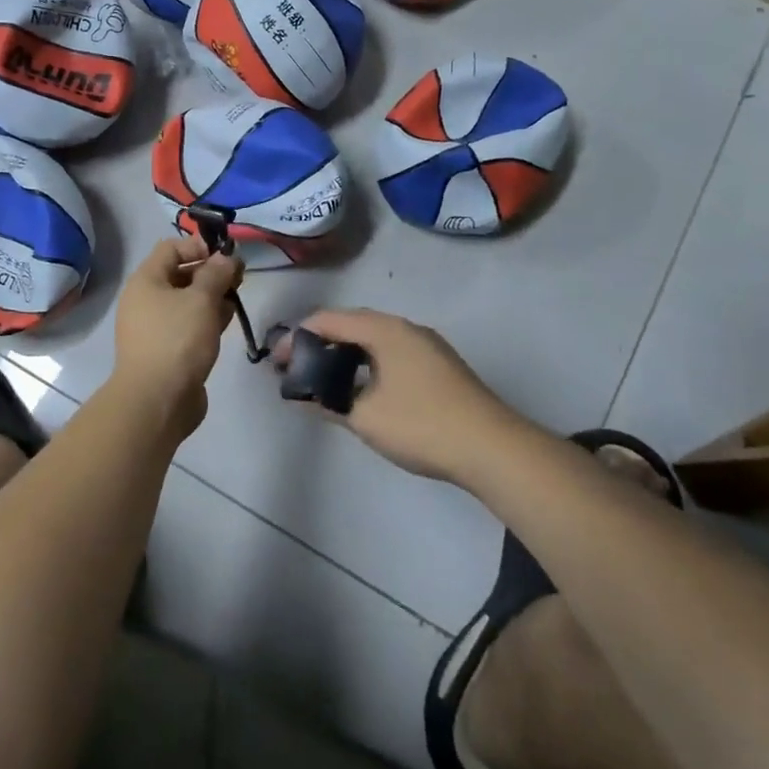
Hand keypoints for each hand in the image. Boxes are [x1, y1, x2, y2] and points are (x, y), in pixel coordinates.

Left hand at [111, 237, 242, 437]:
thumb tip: (225, 258)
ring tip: (236, 300)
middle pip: (180, 274)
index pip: (171, 248)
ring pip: (187, 302)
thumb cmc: (177, 340)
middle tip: (239, 279)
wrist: (157, 400)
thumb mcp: (201, 300)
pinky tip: (226, 322)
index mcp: (146, 280)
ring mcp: (155, 327)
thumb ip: (216, 274)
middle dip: (211, 273)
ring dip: (212, 297)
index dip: (199, 246)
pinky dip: (206, 319)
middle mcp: (145, 300)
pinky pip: (188, 325)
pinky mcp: (166, 350)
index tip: (227, 256)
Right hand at [287, 309, 522, 481]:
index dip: (296, 337)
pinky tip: (360, 388)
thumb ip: (326, 402)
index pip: (328, 320)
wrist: (493, 448)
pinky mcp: (439, 365)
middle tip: (295, 368)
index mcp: (384, 330)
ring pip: (373, 339)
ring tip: (322, 378)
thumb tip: (301, 397)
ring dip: (344, 354)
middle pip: (351, 324)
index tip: (275, 362)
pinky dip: (367, 363)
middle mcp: (405, 328)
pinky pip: (391, 352)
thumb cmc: (421, 425)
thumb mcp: (363, 416)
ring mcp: (426, 345)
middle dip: (319, 343)